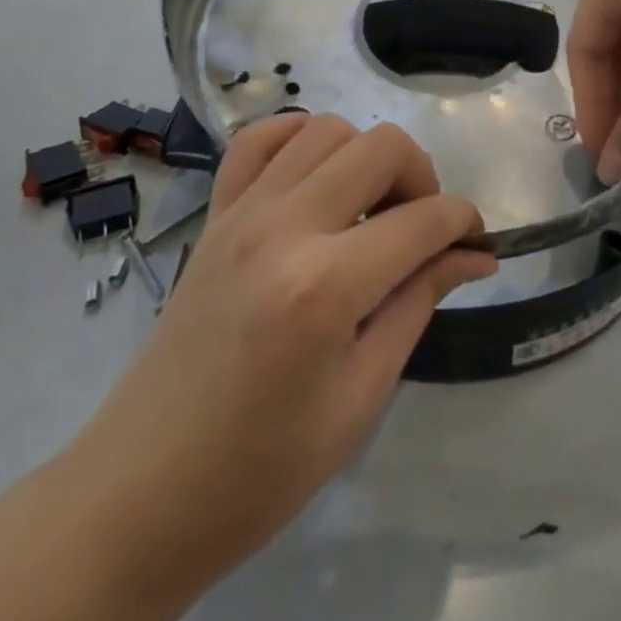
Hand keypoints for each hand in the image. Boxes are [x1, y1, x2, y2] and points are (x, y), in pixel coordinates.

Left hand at [77, 113, 495, 607]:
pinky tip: (316, 178)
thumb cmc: (261, 469)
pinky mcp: (214, 214)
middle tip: (423, 229)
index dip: (465, 223)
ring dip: (365, 156)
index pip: (423, 220)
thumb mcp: (360, 397)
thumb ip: (418, 304)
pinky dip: (298, 139)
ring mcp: (242, 212)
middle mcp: (284, 227)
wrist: (142, 492)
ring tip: (370, 209)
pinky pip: (259, 139)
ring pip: (326, 129)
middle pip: (380, 147)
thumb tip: (473, 255)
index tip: (477, 244)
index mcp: (325, 287)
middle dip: (423, 177)